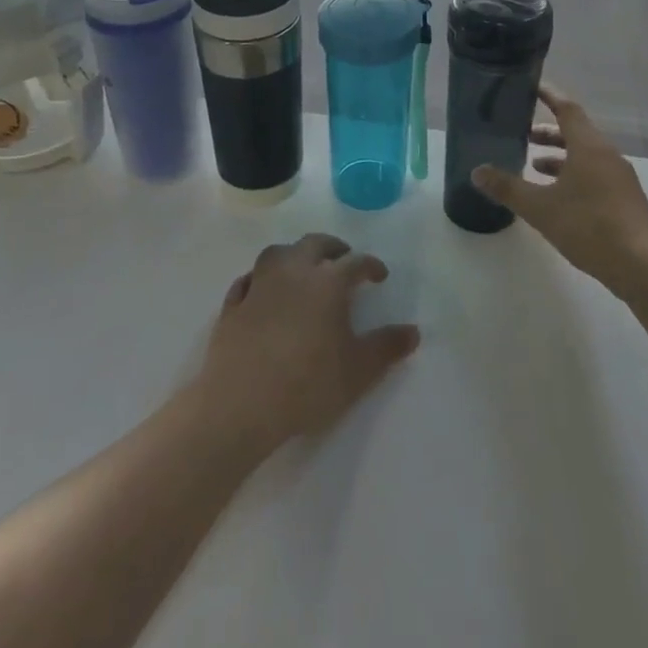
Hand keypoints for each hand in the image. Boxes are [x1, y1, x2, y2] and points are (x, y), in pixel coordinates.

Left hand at [198, 234, 419, 452]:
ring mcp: (259, 284)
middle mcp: (293, 271)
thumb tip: (413, 331)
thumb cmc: (308, 384)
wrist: (241, 403)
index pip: (355, 263)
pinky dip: (260, 279)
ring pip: (278, 253)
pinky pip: (248, 279)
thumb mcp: (359, 371)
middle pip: (314, 244)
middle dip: (333, 248)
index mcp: (327, 282)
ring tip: (303, 269)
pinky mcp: (233, 304)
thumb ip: (387, 347)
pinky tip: (262, 290)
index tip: (379, 275)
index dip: (370, 266)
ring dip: (294, 255)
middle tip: (343, 258)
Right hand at [471, 85, 647, 296]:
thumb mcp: (541, 208)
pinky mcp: (624, 200)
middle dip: (548, 132)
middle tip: (522, 135)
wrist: (645, 266)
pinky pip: (594, 175)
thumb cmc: (590, 226)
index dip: (548, 96)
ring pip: (585, 156)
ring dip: (560, 157)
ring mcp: (619, 178)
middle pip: (576, 132)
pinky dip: (572, 175)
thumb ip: (508, 188)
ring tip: (533, 167)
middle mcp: (606, 155)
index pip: (567, 109)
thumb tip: (477, 171)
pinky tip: (557, 198)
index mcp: (589, 147)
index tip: (530, 87)